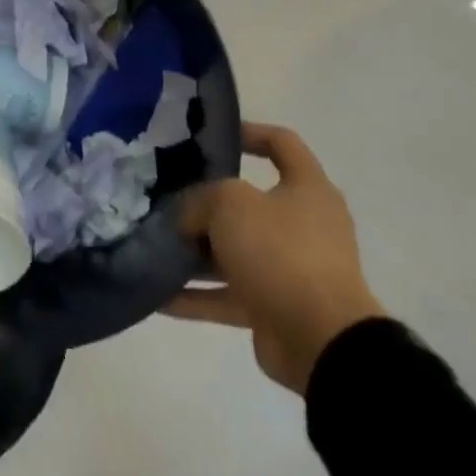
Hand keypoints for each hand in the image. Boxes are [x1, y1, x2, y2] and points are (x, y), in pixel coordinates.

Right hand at [164, 122, 384, 394]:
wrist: (323, 343)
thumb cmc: (281, 252)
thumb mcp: (230, 203)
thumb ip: (200, 199)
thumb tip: (188, 218)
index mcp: (307, 189)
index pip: (281, 143)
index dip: (248, 132)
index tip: (209, 136)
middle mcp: (303, 225)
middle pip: (247, 202)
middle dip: (205, 202)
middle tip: (166, 195)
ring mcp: (290, 269)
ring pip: (233, 251)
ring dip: (195, 252)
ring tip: (152, 245)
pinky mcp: (275, 308)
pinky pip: (227, 295)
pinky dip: (195, 295)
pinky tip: (156, 295)